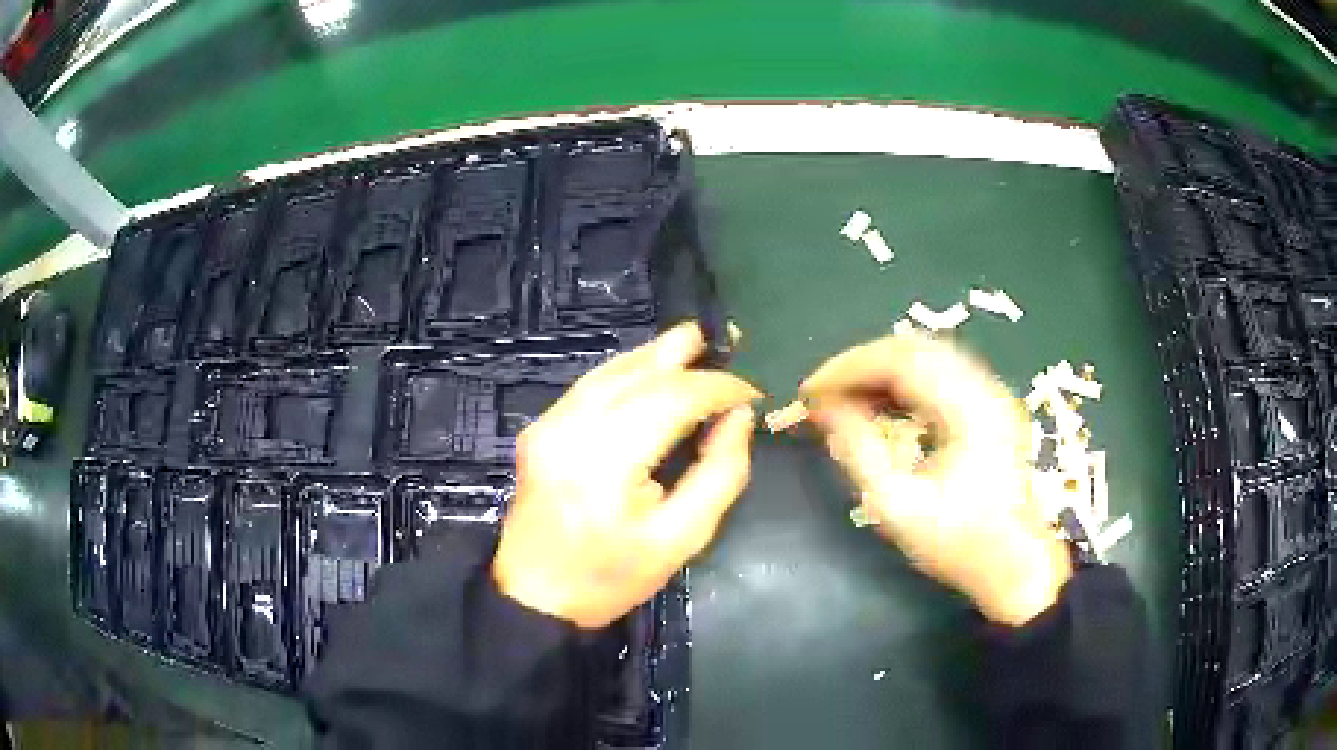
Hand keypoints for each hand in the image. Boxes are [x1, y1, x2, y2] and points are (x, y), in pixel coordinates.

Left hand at [493, 323, 761, 628]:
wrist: (536, 595)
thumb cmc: (612, 577)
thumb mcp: (681, 540)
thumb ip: (719, 475)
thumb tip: (740, 418)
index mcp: (607, 462)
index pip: (673, 400)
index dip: (717, 387)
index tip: (751, 392)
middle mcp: (572, 429)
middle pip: (638, 375)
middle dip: (686, 357)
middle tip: (726, 339)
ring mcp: (548, 425)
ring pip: (609, 371)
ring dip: (653, 356)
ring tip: (691, 342)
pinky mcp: (538, 429)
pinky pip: (589, 386)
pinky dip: (624, 372)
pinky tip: (648, 370)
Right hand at [800, 332, 1071, 625]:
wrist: (1015, 566)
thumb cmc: (959, 544)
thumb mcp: (898, 506)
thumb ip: (858, 450)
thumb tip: (823, 409)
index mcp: (970, 410)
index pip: (901, 360)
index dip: (849, 368)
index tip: (810, 390)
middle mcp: (985, 389)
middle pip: (915, 349)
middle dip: (861, 365)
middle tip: (823, 393)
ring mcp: (992, 395)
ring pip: (927, 358)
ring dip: (881, 372)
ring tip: (844, 399)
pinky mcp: (990, 408)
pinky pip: (940, 375)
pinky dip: (904, 383)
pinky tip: (881, 404)